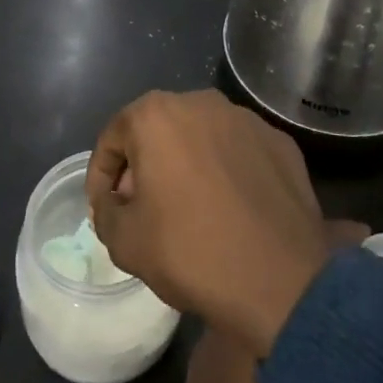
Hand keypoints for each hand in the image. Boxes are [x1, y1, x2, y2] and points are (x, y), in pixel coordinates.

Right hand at [87, 91, 325, 353]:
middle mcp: (201, 102)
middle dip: (144, 165)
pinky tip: (229, 208)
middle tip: (142, 207)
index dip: (102, 174)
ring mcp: (246, 119)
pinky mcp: (280, 141)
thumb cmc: (190, 251)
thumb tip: (114, 199)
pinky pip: (238, 151)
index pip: (113, 137)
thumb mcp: (123, 241)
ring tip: (188, 208)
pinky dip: (226, 171)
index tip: (105, 207)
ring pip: (201, 137)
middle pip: (158, 130)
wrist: (279, 280)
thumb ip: (105, 209)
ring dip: (187, 164)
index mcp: (156, 115)